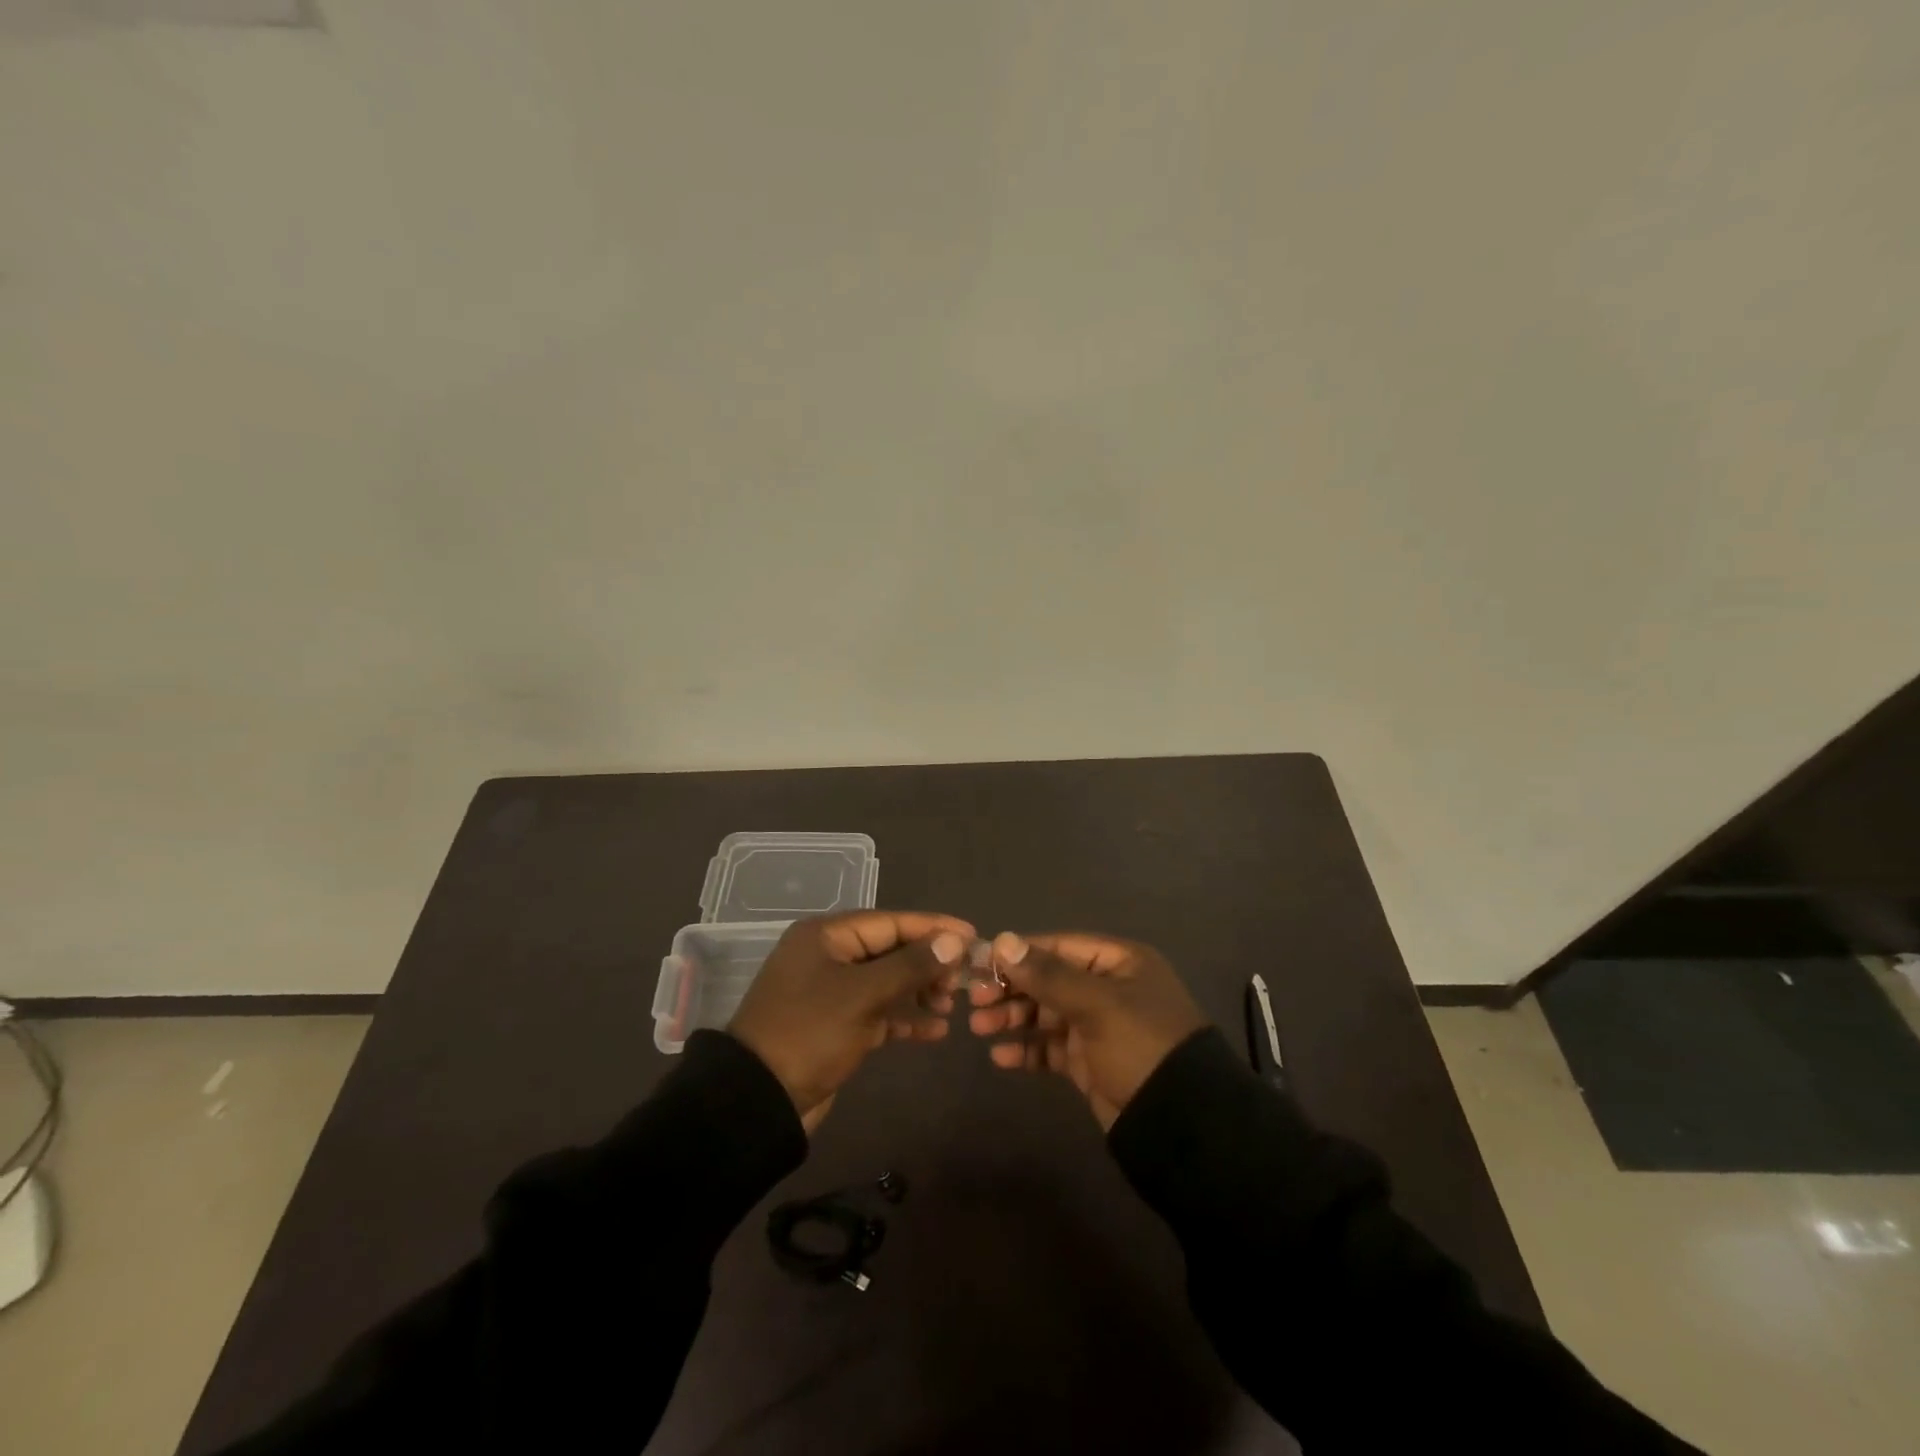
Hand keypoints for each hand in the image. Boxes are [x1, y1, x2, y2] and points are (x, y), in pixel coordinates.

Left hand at [729, 910, 973, 1132]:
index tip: (973, 936)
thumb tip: (954, 941)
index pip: (892, 922)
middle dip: (929, 963)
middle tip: (965, 979)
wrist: (758, 1100)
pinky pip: (879, 1011)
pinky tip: (936, 1031)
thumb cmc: (810, 1033)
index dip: (934, 928)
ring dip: (920, 991)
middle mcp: (829, 956)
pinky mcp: (836, 1024)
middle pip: (891, 950)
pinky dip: (905, 1018)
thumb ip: (911, 965)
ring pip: (887, 981)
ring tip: (952, 1005)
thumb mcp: (863, 995)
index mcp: (827, 935)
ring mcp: (832, 991)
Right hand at [967, 932, 1206, 1129]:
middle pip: (1049, 979)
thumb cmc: (1142, 1047)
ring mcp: (1099, 1026)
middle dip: (1011, 989)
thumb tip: (1003, 941)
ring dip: (1013, 1018)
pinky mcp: (1090, 1062)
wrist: (1182, 1126)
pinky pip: (1050, 1049)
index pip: (1059, 946)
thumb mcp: (1097, 1004)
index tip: (980, 963)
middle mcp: (1108, 988)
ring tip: (979, 1028)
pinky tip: (1001, 1058)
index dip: (1019, 953)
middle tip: (973, 1000)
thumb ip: (1048, 975)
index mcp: (1119, 962)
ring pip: (1045, 1014)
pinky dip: (1027, 1051)